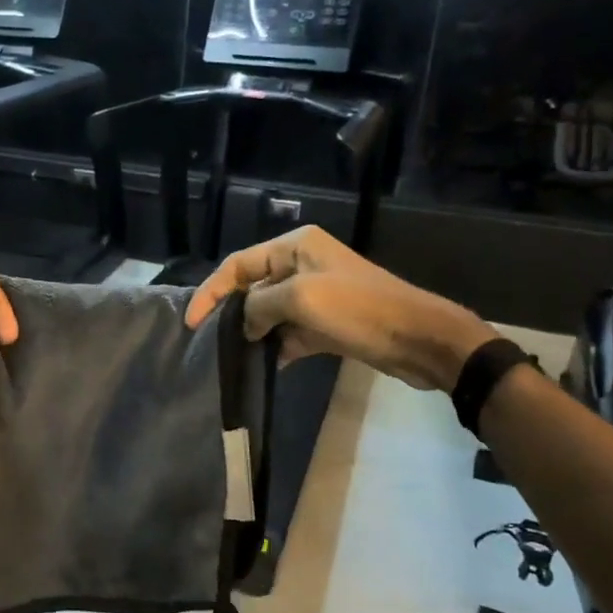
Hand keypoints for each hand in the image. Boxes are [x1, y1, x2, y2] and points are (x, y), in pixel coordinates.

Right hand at [184, 225, 495, 389]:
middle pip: (252, 287)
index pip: (239, 264)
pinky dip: (277, 348)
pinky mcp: (327, 323)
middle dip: (232, 313)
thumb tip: (245, 323)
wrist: (419, 339)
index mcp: (295, 246)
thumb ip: (260, 305)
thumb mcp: (302, 299)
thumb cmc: (359, 309)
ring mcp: (316, 295)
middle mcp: (302, 264)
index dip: (212, 291)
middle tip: (209, 341)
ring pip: (270, 313)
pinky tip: (264, 366)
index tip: (193, 323)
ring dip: (254, 333)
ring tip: (230, 357)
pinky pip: (290, 333)